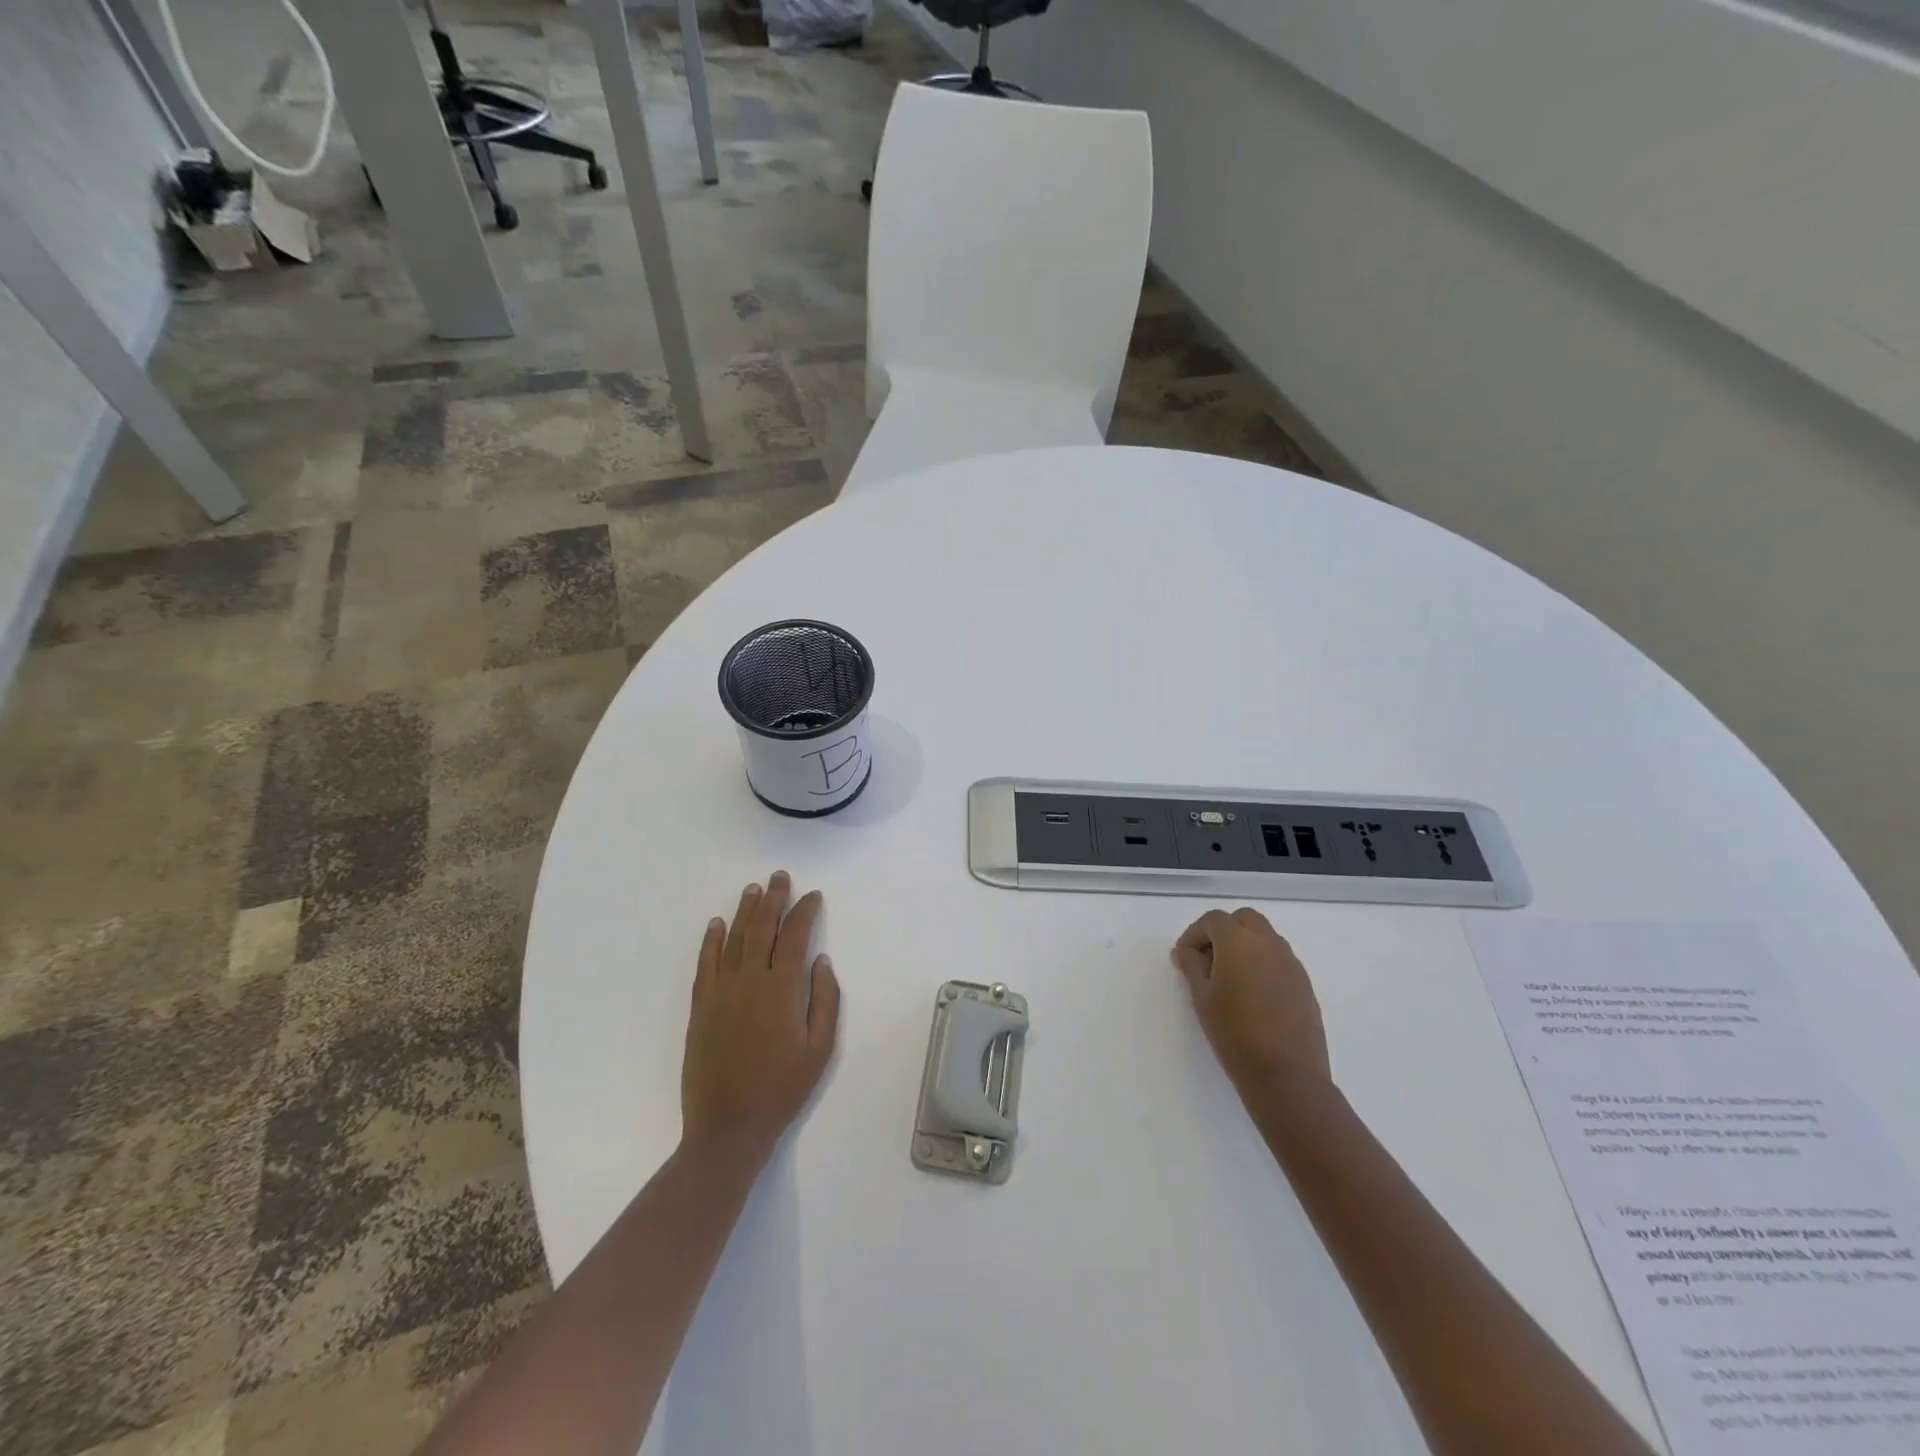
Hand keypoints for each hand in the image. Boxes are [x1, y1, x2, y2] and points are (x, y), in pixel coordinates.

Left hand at [681, 871, 839, 1162]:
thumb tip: (822, 960)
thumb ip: (825, 1000)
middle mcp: (750, 981)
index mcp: (782, 989)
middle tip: (779, 877)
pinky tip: (715, 924)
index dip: (805, 911)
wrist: (728, 1126)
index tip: (813, 896)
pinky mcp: (701, 1007)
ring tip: (752, 889)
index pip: (795, 936)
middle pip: (761, 928)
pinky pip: (705, 963)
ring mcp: (721, 992)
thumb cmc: (782, 1089)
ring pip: (733, 939)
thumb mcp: (820, 1049)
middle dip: (773, 899)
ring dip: (744, 911)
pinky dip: (710, 940)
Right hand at [1173, 908, 1330, 1091]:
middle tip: (1209, 961)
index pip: (1213, 919)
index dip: (1195, 934)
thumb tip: (1187, 951)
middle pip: (1243, 919)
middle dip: (1223, 932)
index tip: (1185, 958)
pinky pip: (1279, 960)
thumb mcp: (1202, 998)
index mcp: (1239, 942)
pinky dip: (1263, 964)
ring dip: (1245, 946)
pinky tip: (1253, 996)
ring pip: (1264, 937)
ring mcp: (1291, 963)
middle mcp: (1268, 943)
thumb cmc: (1235, 1034)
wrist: (1286, 1075)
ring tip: (1230, 980)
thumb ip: (1192, 966)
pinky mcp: (1304, 984)